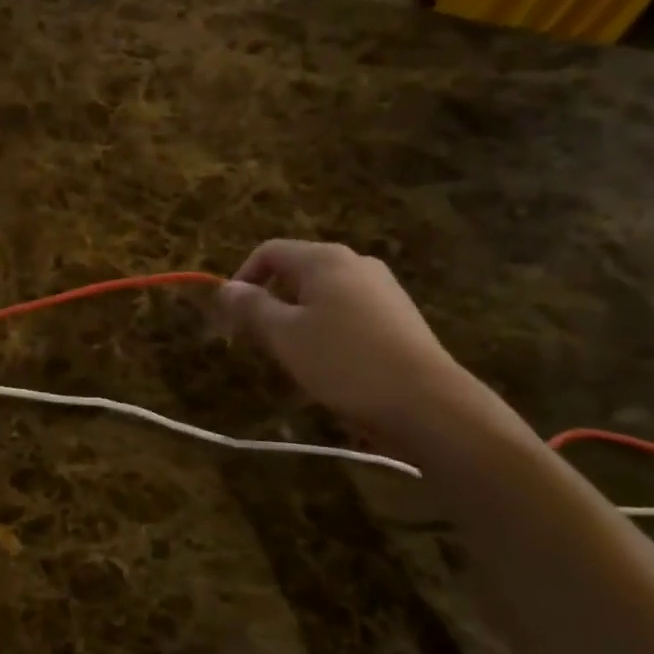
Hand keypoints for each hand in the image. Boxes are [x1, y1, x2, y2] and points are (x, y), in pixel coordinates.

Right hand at [216, 240, 473, 443]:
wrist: (427, 402)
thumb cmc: (344, 362)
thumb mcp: (285, 335)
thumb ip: (251, 307)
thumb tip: (226, 288)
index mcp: (324, 259)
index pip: (269, 252)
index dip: (243, 278)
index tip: (231, 317)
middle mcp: (355, 262)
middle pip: (296, 271)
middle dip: (270, 301)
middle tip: (258, 340)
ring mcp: (382, 287)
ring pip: (322, 293)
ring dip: (297, 317)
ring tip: (293, 356)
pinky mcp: (398, 314)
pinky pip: (348, 310)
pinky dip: (327, 327)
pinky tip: (331, 363)